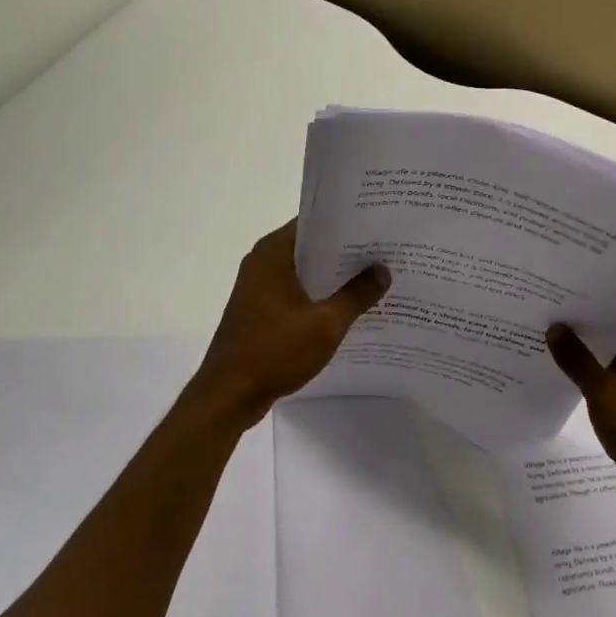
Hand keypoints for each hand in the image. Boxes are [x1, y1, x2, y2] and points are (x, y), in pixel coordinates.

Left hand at [189, 220, 390, 419]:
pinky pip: (297, 293)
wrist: (228, 394)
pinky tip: (350, 308)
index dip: (347, 222)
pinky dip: (320, 296)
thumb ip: (357, 294)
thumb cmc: (274, 351)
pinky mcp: (261, 311)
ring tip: (376, 277)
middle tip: (387, 251)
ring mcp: (259, 287)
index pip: (315, 222)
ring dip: (335, 277)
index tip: (379, 224)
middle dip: (347, 251)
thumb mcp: (325, 323)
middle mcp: (263, 262)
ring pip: (305, 272)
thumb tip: (383, 270)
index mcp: (273, 252)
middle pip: (312, 247)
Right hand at [547, 319, 615, 531]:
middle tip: (543, 309)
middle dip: (583, 325)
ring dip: (584, 351)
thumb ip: (578, 360)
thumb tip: (555, 327)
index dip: (593, 300)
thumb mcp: (607, 395)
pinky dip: (589, 375)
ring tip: (543, 334)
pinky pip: (611, 380)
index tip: (559, 289)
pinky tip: (558, 370)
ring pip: (612, 357)